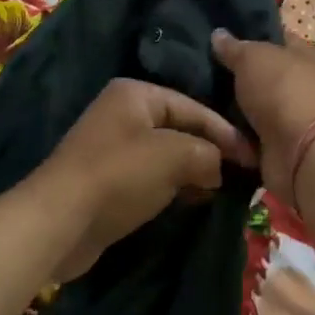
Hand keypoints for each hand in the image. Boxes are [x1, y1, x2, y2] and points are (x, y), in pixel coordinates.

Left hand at [27, 79, 255, 279]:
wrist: (61, 220)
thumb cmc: (120, 175)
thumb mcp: (174, 155)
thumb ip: (207, 153)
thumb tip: (218, 167)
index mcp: (135, 93)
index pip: (193, 107)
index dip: (226, 133)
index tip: (254, 159)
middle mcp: (122, 113)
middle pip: (179, 129)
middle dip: (209, 152)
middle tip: (241, 176)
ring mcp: (112, 147)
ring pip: (166, 155)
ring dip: (192, 172)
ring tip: (221, 191)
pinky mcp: (107, 180)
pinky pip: (150, 176)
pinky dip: (172, 186)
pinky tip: (192, 201)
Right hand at [210, 30, 314, 205]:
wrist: (302, 151)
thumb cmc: (282, 90)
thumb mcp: (252, 57)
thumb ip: (234, 47)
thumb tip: (218, 34)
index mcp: (307, 55)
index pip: (277, 39)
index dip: (251, 37)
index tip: (220, 41)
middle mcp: (305, 84)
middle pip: (264, 76)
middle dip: (237, 76)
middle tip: (202, 73)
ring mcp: (294, 118)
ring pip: (255, 108)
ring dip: (232, 109)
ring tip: (199, 101)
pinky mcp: (282, 146)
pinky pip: (251, 136)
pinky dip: (235, 136)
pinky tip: (210, 128)